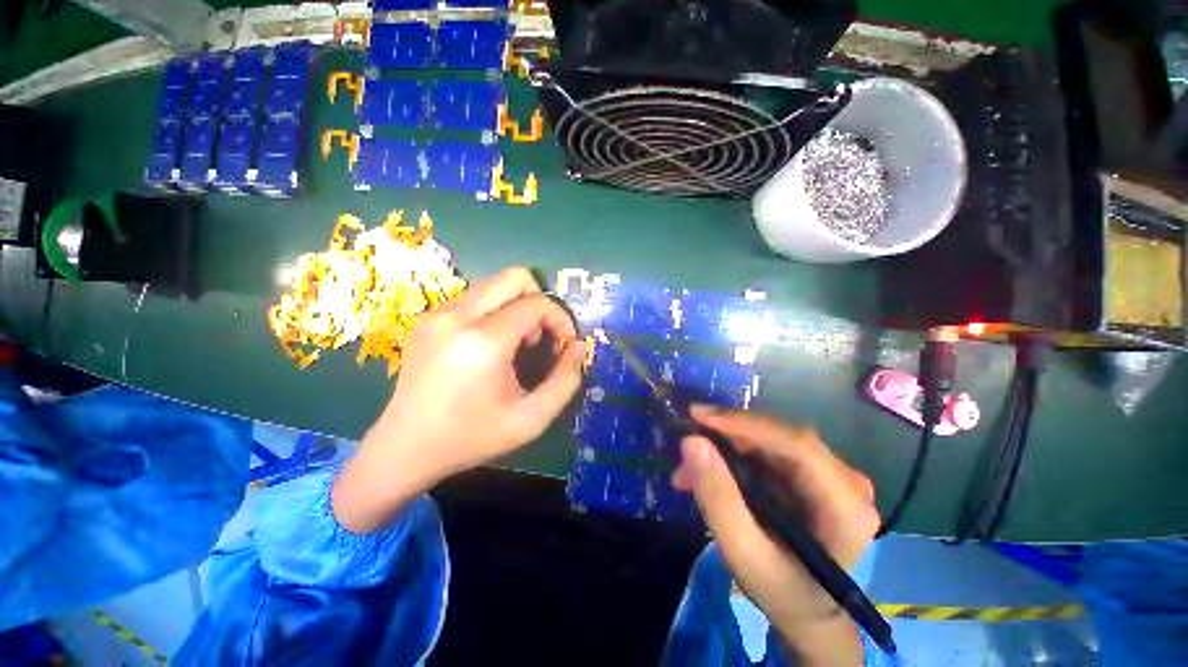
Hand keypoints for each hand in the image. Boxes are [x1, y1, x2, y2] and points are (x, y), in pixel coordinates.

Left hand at [333, 267, 585, 532]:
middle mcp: (457, 316)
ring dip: (517, 306)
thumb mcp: (531, 420)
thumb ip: (565, 381)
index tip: (564, 344)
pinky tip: (491, 345)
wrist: (403, 449)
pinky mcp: (427, 319)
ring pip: (494, 285)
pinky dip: (495, 311)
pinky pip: (475, 298)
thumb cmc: (471, 437)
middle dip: (540, 300)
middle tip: (541, 335)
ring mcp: (437, 314)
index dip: (561, 318)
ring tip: (517, 343)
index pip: (537, 304)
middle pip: (514, 276)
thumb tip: (577, 347)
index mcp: (484, 342)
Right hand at [672, 405, 877, 665]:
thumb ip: (717, 498)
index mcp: (846, 505)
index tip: (698, 416)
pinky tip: (708, 470)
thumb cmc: (781, 591)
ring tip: (688, 469)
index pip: (796, 444)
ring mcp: (831, 474)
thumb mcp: (743, 554)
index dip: (745, 424)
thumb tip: (691, 441)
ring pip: (768, 439)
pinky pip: (766, 449)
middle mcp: (846, 479)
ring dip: (725, 446)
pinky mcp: (812, 473)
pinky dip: (733, 455)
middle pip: (780, 436)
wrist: (807, 611)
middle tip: (685, 442)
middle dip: (727, 435)